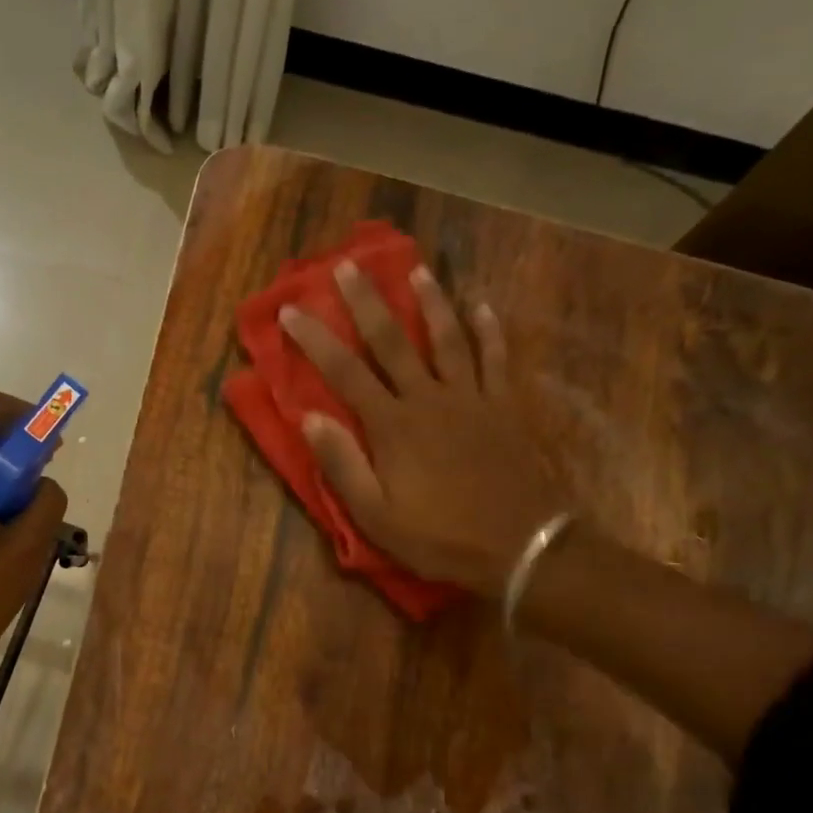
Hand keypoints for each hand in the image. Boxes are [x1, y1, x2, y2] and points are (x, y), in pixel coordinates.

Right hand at [281, 259, 564, 599]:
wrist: (521, 547)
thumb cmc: (440, 538)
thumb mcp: (376, 516)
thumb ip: (343, 465)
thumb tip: (310, 417)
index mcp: (393, 427)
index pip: (345, 373)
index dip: (315, 339)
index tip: (291, 311)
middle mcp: (429, 399)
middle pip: (393, 341)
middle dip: (367, 302)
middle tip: (347, 265)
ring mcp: (472, 398)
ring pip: (447, 338)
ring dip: (430, 302)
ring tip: (417, 271)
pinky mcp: (504, 407)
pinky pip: (496, 358)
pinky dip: (489, 330)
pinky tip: (483, 306)